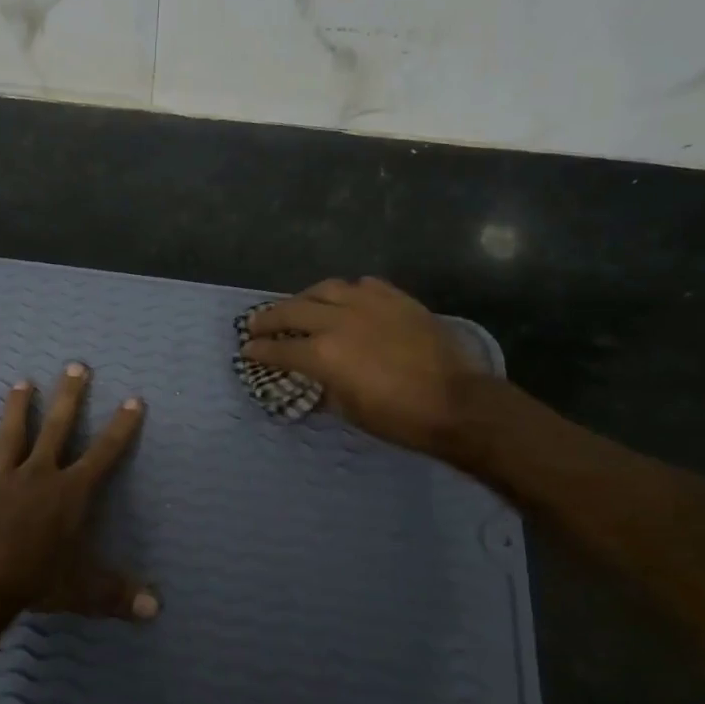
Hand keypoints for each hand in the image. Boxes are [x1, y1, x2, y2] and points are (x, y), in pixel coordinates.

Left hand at [0, 364, 157, 622]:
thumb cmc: (36, 578)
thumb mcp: (84, 590)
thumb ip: (118, 595)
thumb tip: (156, 610)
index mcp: (70, 493)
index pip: (104, 454)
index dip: (121, 427)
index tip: (132, 399)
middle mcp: (37, 475)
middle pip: (57, 429)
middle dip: (69, 397)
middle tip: (75, 365)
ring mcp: (0, 481)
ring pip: (11, 437)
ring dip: (17, 409)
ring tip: (21, 382)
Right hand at [241, 277, 479, 454]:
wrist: (458, 403)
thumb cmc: (399, 418)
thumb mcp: (349, 410)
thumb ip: (324, 386)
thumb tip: (312, 377)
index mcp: (323, 354)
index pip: (279, 349)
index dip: (258, 351)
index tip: (246, 351)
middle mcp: (338, 321)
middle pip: (291, 311)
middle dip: (268, 318)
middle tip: (256, 324)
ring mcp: (368, 304)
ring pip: (324, 289)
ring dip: (304, 299)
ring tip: (298, 306)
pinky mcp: (395, 298)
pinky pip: (361, 285)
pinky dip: (345, 292)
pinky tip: (345, 301)